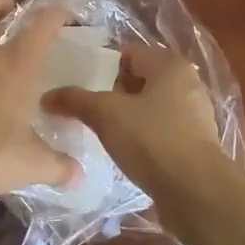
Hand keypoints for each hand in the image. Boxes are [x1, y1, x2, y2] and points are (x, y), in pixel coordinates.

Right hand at [41, 43, 227, 200]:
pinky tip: (126, 152)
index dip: (101, 66)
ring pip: (151, 105)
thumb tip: (47, 96)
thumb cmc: (152, 140)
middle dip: (113, 93)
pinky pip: (162, 129)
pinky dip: (144, 135)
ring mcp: (194, 113)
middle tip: (86, 109)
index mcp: (169, 64)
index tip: (79, 84)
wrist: (197, 192)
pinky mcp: (196, 142)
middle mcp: (186, 82)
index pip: (128, 52)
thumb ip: (76, 100)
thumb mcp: (106, 115)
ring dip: (128, 116)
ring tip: (102, 132)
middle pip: (139, 78)